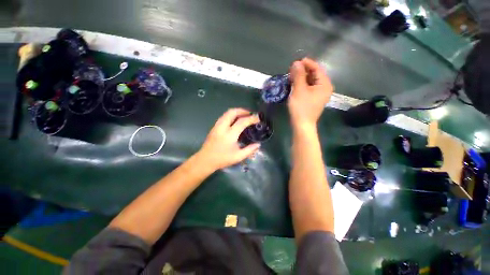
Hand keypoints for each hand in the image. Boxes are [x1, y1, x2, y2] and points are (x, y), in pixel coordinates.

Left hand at [195, 108, 260, 170]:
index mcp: (230, 135)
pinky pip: (224, 116)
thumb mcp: (238, 157)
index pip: (242, 122)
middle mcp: (222, 127)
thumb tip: (258, 144)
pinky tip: (235, 120)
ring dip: (237, 111)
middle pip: (232, 112)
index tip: (258, 118)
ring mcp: (217, 126)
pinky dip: (231, 115)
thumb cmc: (222, 159)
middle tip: (250, 114)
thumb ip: (249, 150)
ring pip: (227, 113)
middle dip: (243, 110)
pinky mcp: (214, 127)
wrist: (205, 160)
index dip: (251, 119)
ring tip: (244, 115)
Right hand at [288, 58, 333, 128]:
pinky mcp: (314, 99)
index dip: (307, 63)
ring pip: (311, 82)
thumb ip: (298, 75)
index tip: (296, 61)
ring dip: (302, 78)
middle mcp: (325, 88)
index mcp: (324, 84)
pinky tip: (295, 85)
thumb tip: (297, 62)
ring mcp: (320, 95)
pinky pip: (309, 88)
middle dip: (303, 71)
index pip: (317, 68)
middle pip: (315, 75)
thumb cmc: (301, 107)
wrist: (302, 125)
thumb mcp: (299, 90)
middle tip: (292, 70)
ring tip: (292, 76)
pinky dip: (302, 85)